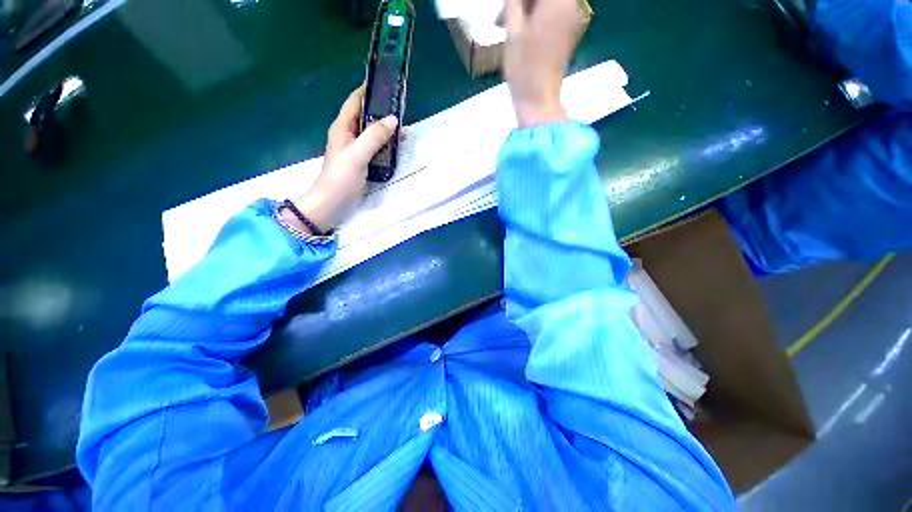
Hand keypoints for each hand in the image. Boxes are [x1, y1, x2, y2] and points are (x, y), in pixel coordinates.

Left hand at [285, 86, 397, 233]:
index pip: (355, 101)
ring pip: (372, 133)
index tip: (386, 86)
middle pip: (366, 116)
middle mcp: (348, 135)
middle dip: (382, 113)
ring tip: (404, 132)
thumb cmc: (341, 179)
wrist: (332, 204)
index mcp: (342, 128)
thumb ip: (374, 137)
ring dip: (386, 131)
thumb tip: (392, 119)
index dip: (368, 91)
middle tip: (402, 112)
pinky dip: (386, 146)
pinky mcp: (361, 162)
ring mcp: (355, 149)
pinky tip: (397, 149)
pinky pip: (375, 148)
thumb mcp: (357, 156)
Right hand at [502, 0, 578, 125]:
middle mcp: (570, 4)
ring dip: (527, 8)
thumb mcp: (513, 29)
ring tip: (508, 23)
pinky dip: (536, 16)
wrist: (538, 100)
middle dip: (523, 1)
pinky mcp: (567, 33)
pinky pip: (551, 13)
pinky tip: (521, 30)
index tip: (507, 7)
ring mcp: (571, 19)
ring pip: (547, 3)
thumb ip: (513, 0)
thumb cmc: (523, 68)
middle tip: (505, 13)